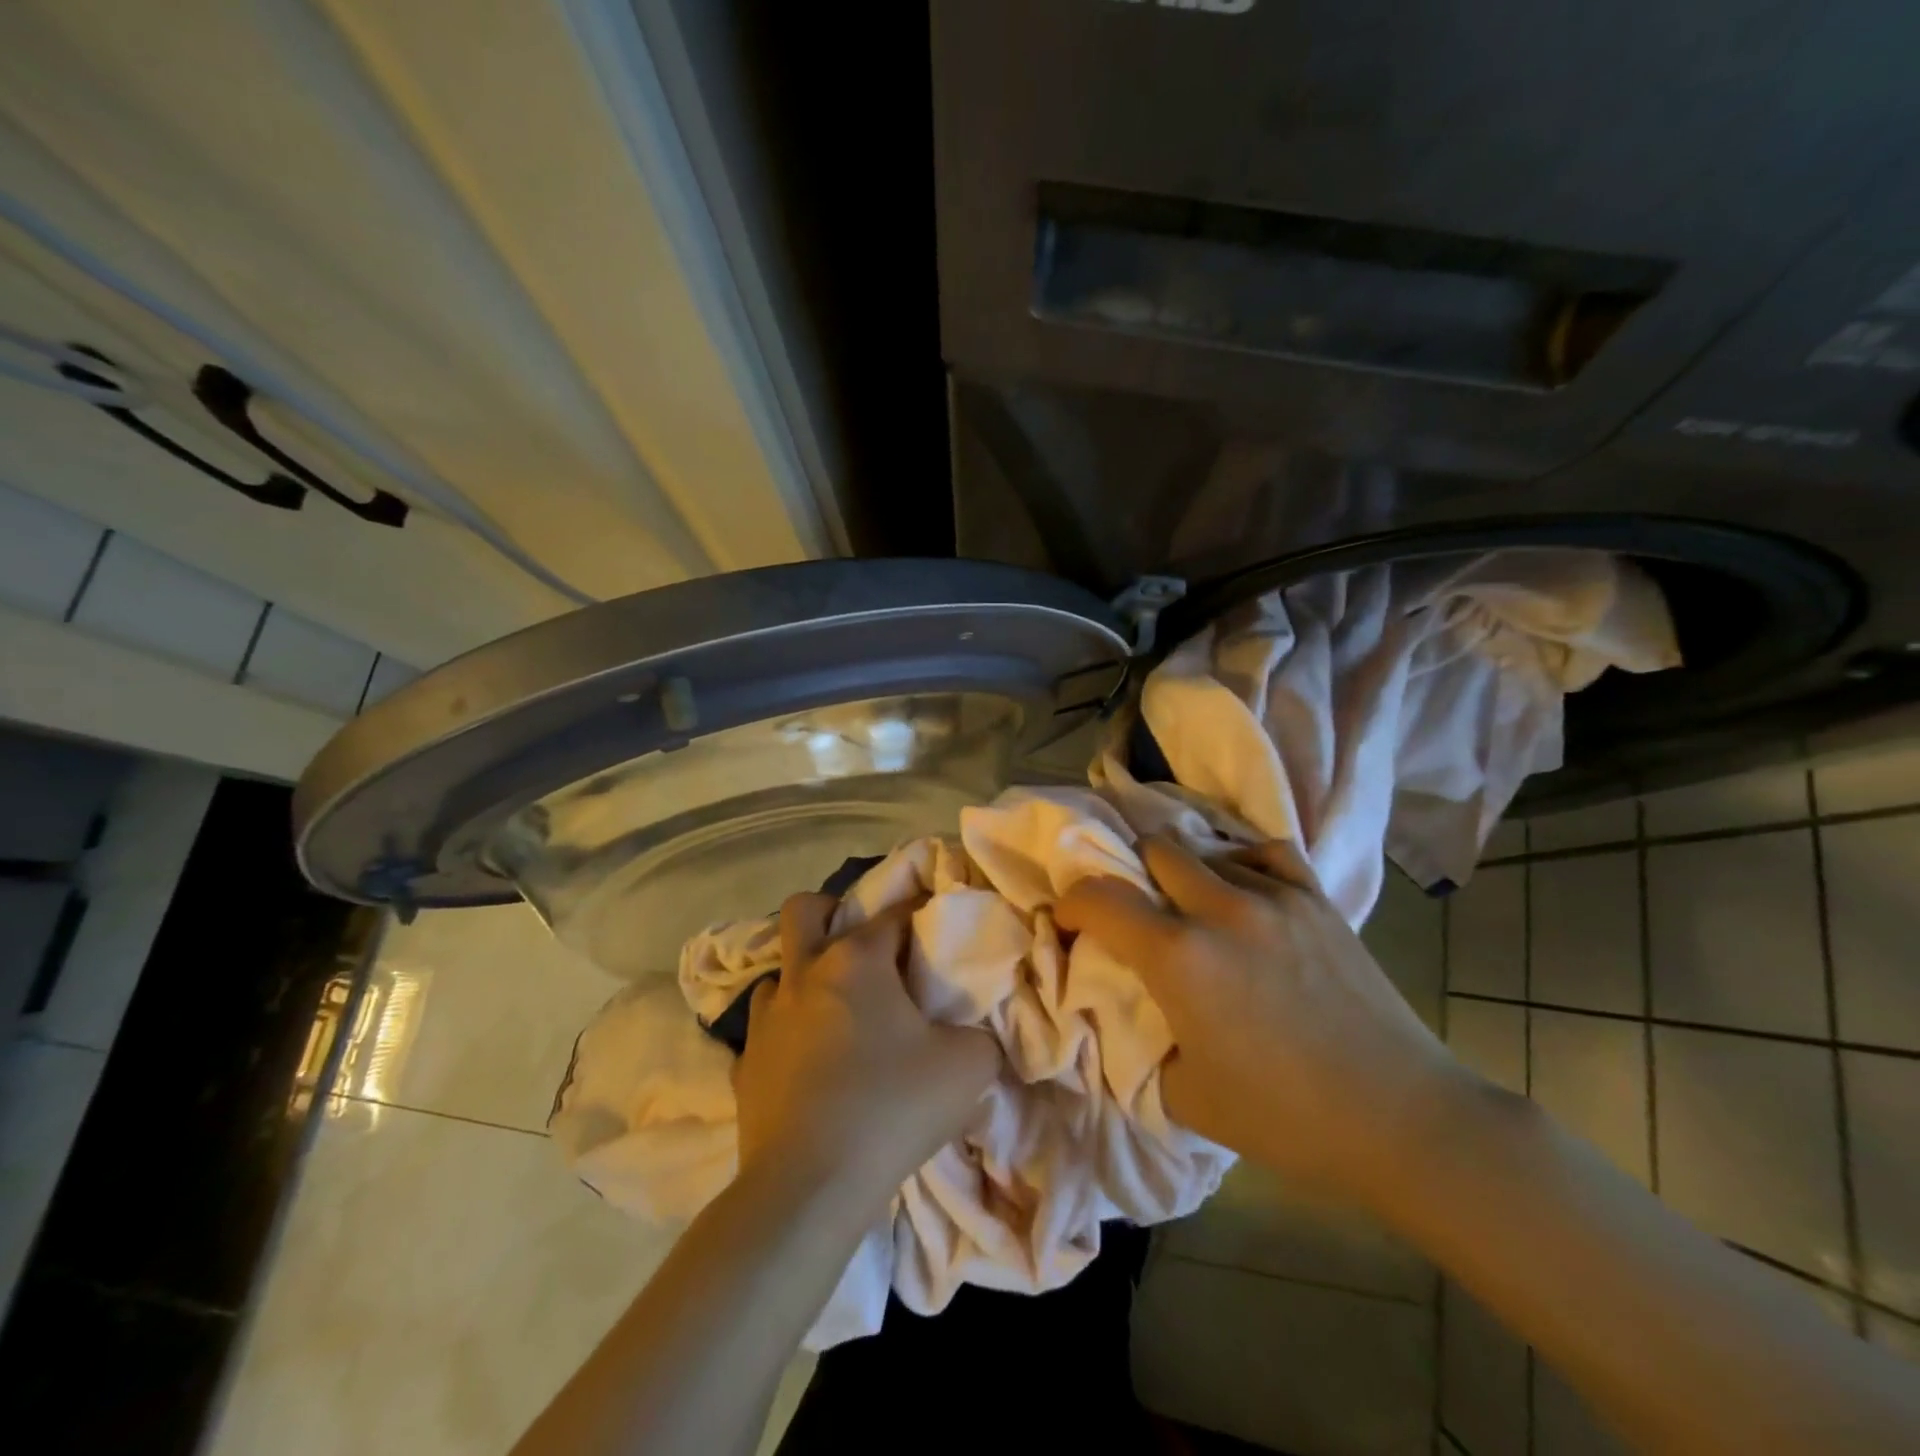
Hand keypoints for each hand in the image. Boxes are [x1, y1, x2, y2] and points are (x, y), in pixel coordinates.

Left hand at [732, 894, 999, 1207]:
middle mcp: (804, 974)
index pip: (894, 913)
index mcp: (856, 960)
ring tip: (838, 1010)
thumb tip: (973, 1033)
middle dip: (832, 913)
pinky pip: (767, 1028)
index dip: (920, 914)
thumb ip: (981, 1036)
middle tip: (863, 947)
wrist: (808, 1188)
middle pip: (805, 910)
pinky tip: (812, 1062)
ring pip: (780, 970)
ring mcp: (766, 1018)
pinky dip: (789, 1031)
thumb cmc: (892, 1109)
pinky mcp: (744, 1063)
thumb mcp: (968, 1067)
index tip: (936, 930)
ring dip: (807, 977)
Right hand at [1057, 836, 1469, 1207]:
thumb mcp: (1185, 1095)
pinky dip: (1240, 863)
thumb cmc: (1286, 1119)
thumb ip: (1142, 1040)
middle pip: (1153, 849)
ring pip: (1206, 849)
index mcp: (1179, 957)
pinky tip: (1243, 890)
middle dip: (1130, 875)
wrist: (1402, 1119)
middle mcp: (1220, 909)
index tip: (1070, 924)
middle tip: (1135, 913)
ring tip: (1191, 908)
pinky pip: (1264, 852)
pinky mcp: (1317, 900)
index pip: (1099, 898)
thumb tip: (1125, 1007)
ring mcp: (1274, 897)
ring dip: (1184, 874)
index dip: (1071, 905)